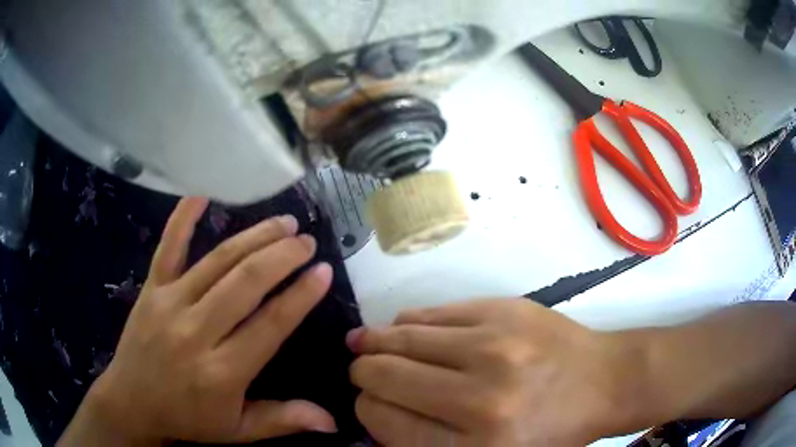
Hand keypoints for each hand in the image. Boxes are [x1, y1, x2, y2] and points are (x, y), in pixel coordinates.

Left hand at [59, 198, 337, 445]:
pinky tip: (201, 194)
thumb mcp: (237, 431)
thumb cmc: (187, 418)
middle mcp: (196, 332)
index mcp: (221, 372)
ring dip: (253, 237)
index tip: (324, 271)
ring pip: (216, 261)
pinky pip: (168, 247)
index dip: (300, 296)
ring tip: (282, 222)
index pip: (269, 325)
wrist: (131, 402)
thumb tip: (331, 421)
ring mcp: (169, 304)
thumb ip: (281, 420)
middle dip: (282, 256)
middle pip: (244, 283)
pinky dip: (183, 218)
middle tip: (307, 240)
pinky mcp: (151, 289)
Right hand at [348, 299, 633, 445]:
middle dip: (363, 374)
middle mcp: (481, 399)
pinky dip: (408, 323)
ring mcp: (494, 346)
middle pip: (384, 377)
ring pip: (401, 337)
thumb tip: (375, 411)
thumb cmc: (548, 432)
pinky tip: (404, 329)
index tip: (369, 403)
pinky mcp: (504, 310)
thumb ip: (427, 443)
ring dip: (375, 342)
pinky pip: (432, 313)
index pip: (385, 421)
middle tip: (361, 372)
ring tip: (365, 344)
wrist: (604, 381)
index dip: (367, 410)